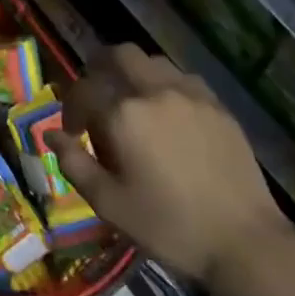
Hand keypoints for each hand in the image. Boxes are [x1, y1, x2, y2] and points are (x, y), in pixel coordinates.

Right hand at [56, 44, 294, 290]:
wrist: (243, 241)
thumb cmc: (167, 226)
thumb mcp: (109, 203)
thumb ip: (74, 163)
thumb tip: (50, 135)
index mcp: (123, 115)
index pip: (83, 90)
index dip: (70, 108)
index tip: (73, 132)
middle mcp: (155, 92)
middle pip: (119, 55)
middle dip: (99, 69)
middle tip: (96, 98)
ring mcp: (191, 95)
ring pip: (152, 61)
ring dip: (133, 74)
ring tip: (132, 105)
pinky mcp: (218, 106)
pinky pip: (183, 78)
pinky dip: (165, 85)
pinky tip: (168, 115)